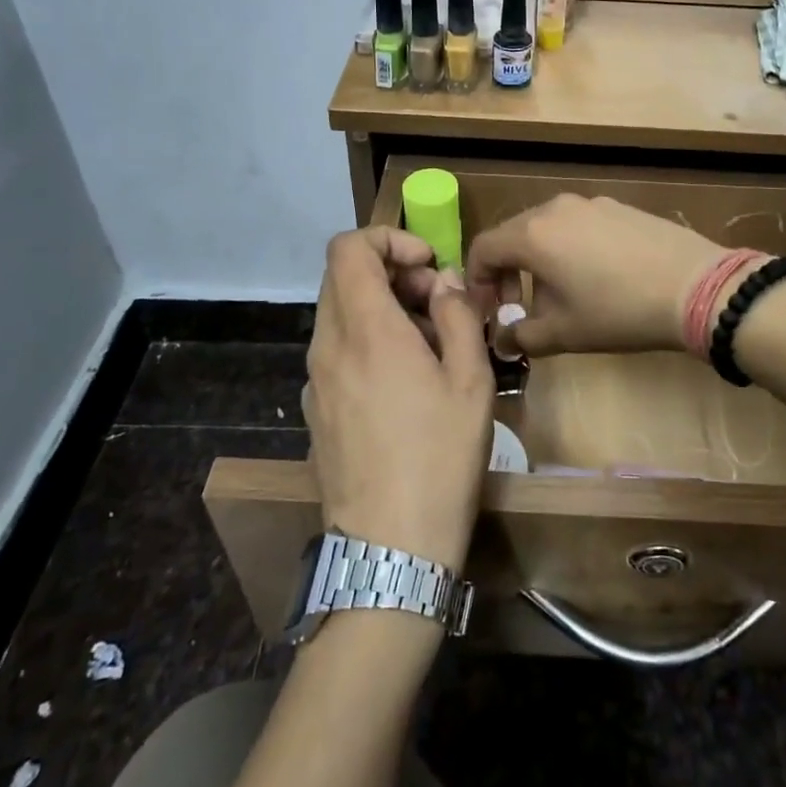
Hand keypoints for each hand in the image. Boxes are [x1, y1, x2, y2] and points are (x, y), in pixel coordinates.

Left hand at [306, 228, 493, 571]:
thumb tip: (444, 282)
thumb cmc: (440, 456)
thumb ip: (458, 315)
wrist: (390, 547)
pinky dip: (367, 343)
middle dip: (391, 273)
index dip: (388, 239)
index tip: (428, 265)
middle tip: (436, 304)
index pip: (348, 247)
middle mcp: (328, 345)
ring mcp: (314, 380)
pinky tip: (403, 385)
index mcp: (366, 329)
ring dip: (381, 310)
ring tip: (428, 347)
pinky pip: (336, 352)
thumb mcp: (471, 380)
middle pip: (343, 278)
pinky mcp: (314, 410)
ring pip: (339, 315)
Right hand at [465, 195, 725, 358]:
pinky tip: (595, 277)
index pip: (482, 248)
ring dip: (538, 261)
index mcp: (532, 234)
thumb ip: (522, 336)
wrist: (696, 287)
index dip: (476, 282)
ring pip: (546, 229)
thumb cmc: (618, 311)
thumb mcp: (564, 333)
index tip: (489, 311)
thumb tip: (505, 338)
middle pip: (512, 235)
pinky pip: (577, 225)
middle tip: (516, 305)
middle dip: (506, 272)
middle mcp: (555, 208)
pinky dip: (568, 248)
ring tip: (559, 295)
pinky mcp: (619, 207)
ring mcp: (590, 203)